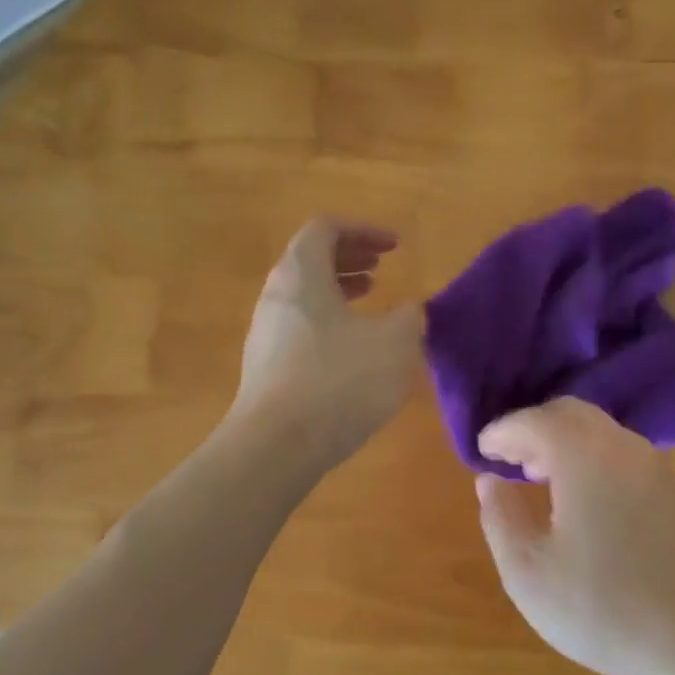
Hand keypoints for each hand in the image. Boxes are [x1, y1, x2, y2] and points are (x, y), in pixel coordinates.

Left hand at [231, 218, 422, 468]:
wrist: (277, 446)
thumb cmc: (339, 382)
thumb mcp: (395, 344)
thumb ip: (409, 317)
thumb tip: (409, 310)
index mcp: (302, 275)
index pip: (325, 228)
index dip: (363, 230)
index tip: (395, 246)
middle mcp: (276, 296)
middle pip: (310, 259)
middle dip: (349, 257)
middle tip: (381, 267)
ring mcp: (266, 333)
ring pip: (304, 295)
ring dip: (339, 290)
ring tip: (370, 302)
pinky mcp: (266, 367)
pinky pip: (300, 326)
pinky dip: (328, 321)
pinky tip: (352, 349)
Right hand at [474, 398, 674, 674]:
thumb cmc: (599, 608)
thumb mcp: (527, 571)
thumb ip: (500, 516)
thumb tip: (489, 481)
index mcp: (583, 456)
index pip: (534, 421)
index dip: (502, 430)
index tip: (482, 450)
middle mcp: (623, 447)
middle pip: (571, 413)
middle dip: (535, 428)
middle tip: (511, 459)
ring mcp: (657, 468)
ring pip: (602, 432)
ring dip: (566, 442)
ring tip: (542, 478)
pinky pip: (624, 455)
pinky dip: (594, 459)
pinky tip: (586, 501)